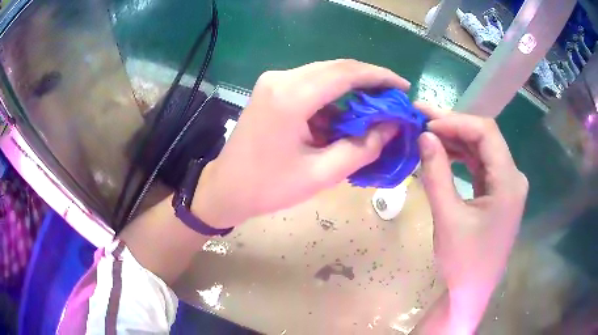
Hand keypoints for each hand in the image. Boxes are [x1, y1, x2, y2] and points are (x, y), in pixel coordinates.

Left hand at [194, 60, 409, 227]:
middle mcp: (281, 79)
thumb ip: (362, 147)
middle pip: (336, 69)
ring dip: (351, 92)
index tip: (403, 86)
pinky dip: (332, 100)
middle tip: (393, 99)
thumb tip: (392, 126)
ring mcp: (273, 81)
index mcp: (291, 96)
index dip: (379, 77)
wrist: (226, 189)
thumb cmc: (269, 187)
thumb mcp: (322, 174)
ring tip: (374, 112)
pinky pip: (310, 86)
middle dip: (369, 82)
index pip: (346, 73)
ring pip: (324, 76)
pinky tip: (343, 119)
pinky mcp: (272, 89)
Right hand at [415, 102, 527, 331]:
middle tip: (421, 118)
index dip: (456, 121)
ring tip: (427, 134)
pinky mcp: (498, 193)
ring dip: (456, 140)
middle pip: (485, 138)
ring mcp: (507, 185)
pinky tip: (443, 154)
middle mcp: (513, 178)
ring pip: (482, 150)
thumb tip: (424, 136)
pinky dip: (462, 157)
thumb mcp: (448, 218)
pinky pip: (481, 166)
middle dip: (453, 126)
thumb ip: (436, 174)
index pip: (486, 133)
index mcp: (508, 182)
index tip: (426, 124)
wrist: (472, 291)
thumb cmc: (463, 261)